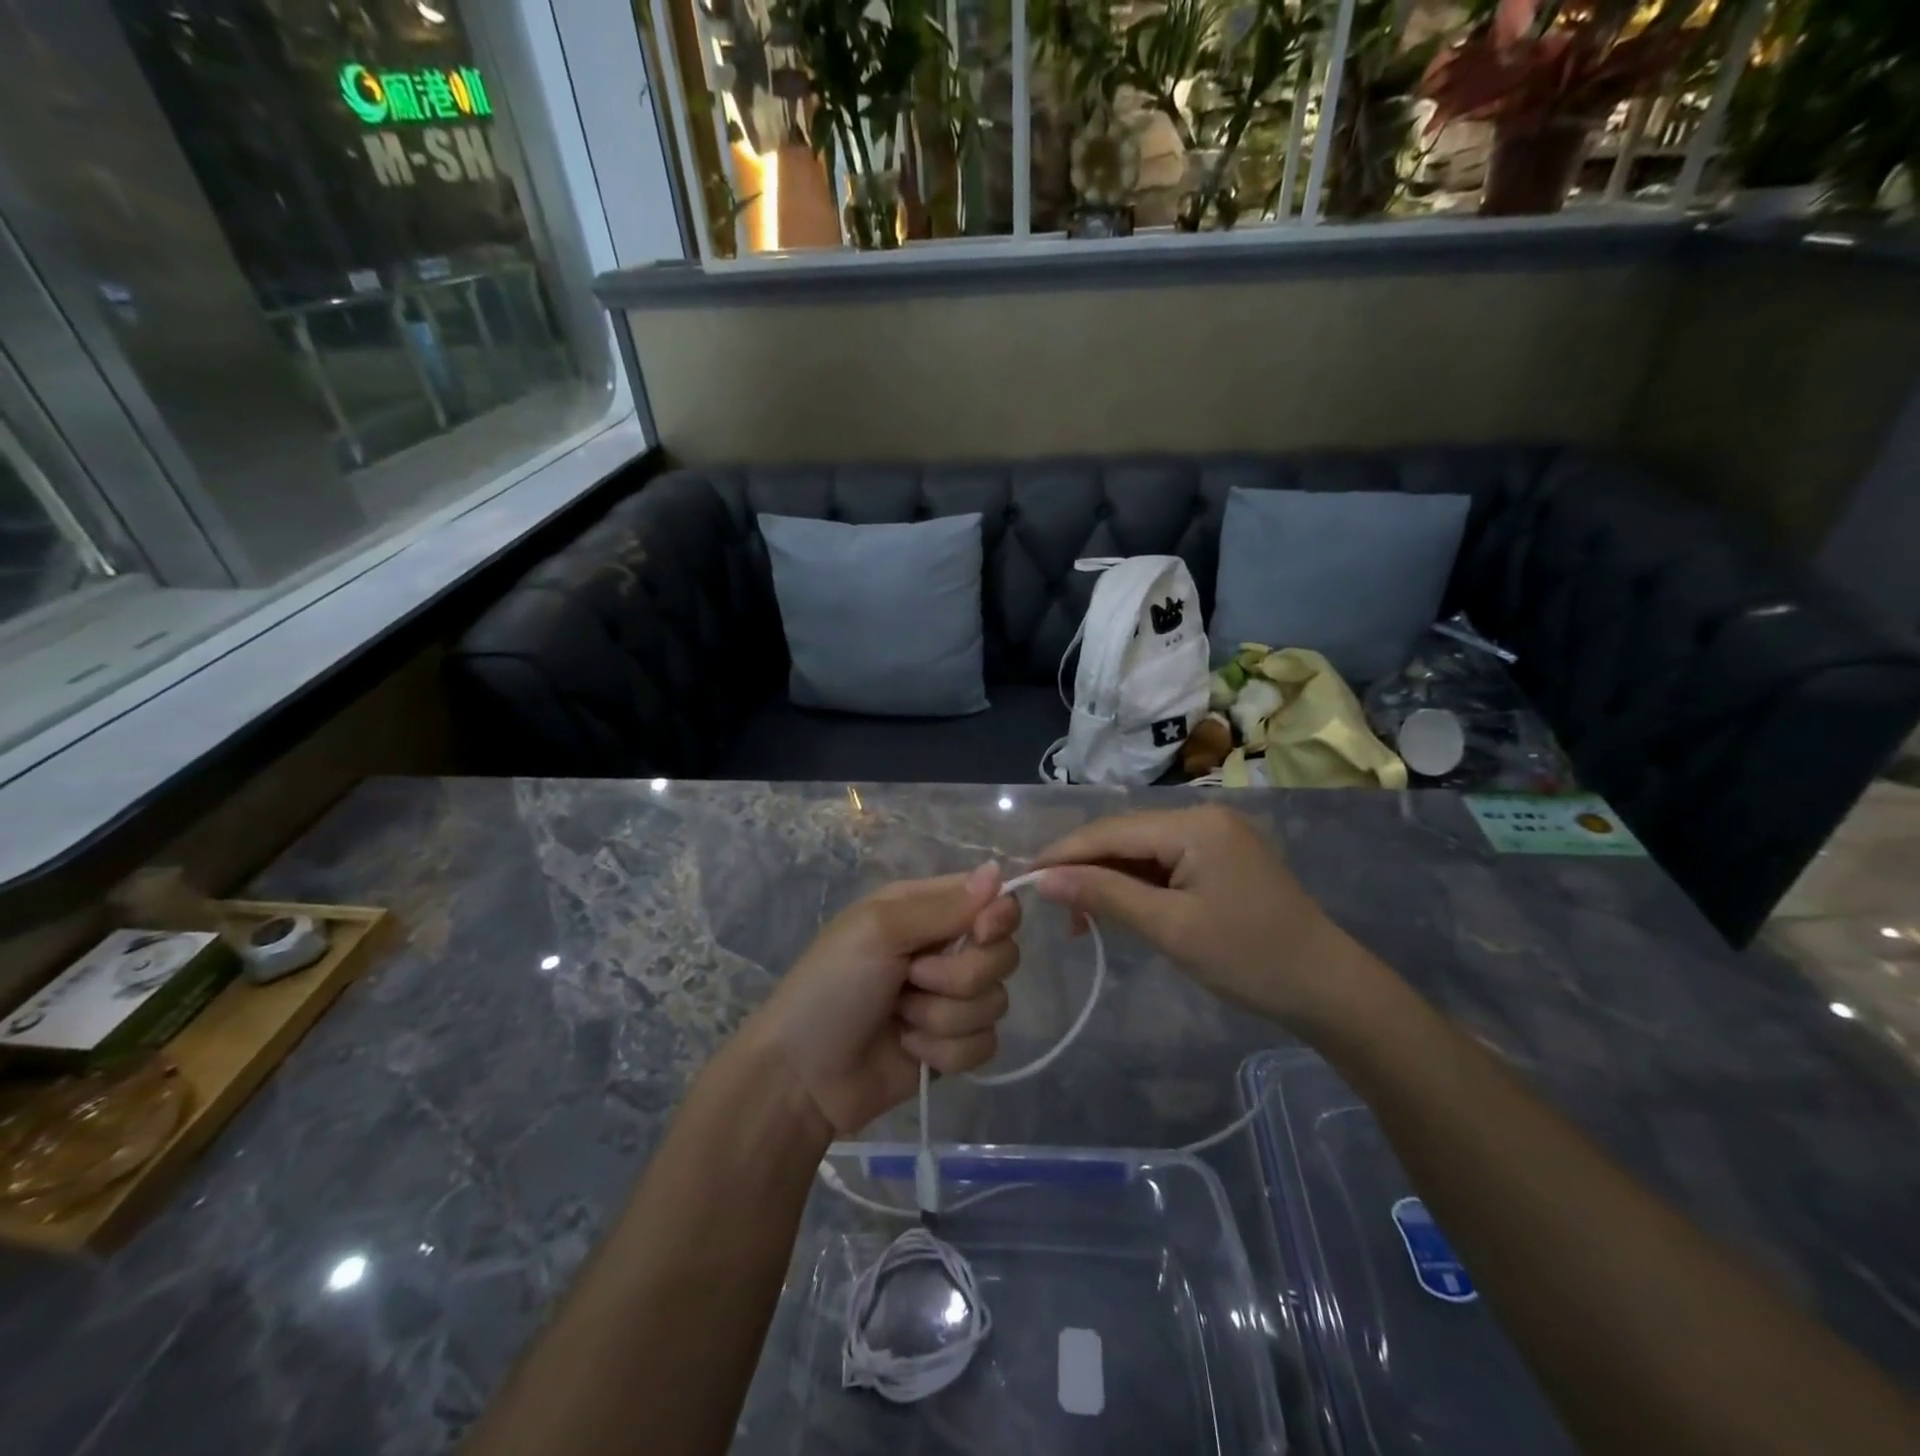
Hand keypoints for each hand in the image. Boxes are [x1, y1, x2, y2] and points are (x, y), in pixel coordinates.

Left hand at [746, 863, 1020, 1136]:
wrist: (802, 1075)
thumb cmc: (832, 987)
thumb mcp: (879, 931)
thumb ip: (944, 906)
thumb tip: (998, 869)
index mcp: (925, 910)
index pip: (991, 899)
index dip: (997, 916)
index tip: (981, 932)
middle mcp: (943, 949)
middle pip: (1002, 954)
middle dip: (960, 976)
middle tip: (912, 979)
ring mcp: (950, 1000)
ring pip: (994, 1002)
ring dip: (943, 1017)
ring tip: (900, 1019)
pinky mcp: (952, 1046)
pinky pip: (985, 1044)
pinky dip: (944, 1051)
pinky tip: (908, 1049)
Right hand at [1032, 805, 1367, 1028]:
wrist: (1328, 988)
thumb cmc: (1249, 958)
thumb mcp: (1170, 928)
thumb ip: (1104, 895)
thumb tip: (1044, 878)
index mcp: (1194, 824)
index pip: (1111, 830)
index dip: (1064, 853)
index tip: (1023, 878)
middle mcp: (1202, 816)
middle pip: (1124, 836)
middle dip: (1085, 868)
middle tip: (1053, 908)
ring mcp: (1214, 835)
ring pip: (1141, 850)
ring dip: (1109, 879)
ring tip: (1081, 919)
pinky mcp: (1220, 857)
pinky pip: (1164, 862)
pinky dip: (1137, 885)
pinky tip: (1119, 909)